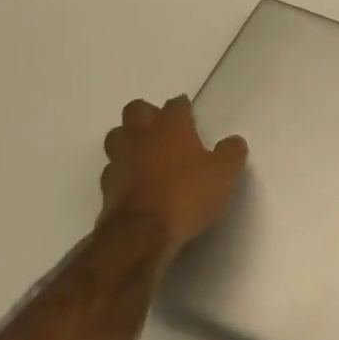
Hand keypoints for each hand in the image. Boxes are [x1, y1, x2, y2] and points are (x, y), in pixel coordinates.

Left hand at [101, 97, 247, 255]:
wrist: (141, 235)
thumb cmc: (187, 195)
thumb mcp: (224, 174)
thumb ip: (231, 153)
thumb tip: (233, 141)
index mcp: (170, 126)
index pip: (175, 104)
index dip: (184, 108)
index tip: (192, 116)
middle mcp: (140, 135)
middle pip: (136, 110)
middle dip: (148, 115)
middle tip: (165, 132)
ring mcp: (118, 160)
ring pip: (117, 137)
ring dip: (129, 141)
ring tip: (147, 155)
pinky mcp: (105, 188)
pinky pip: (113, 170)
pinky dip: (123, 173)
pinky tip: (137, 185)